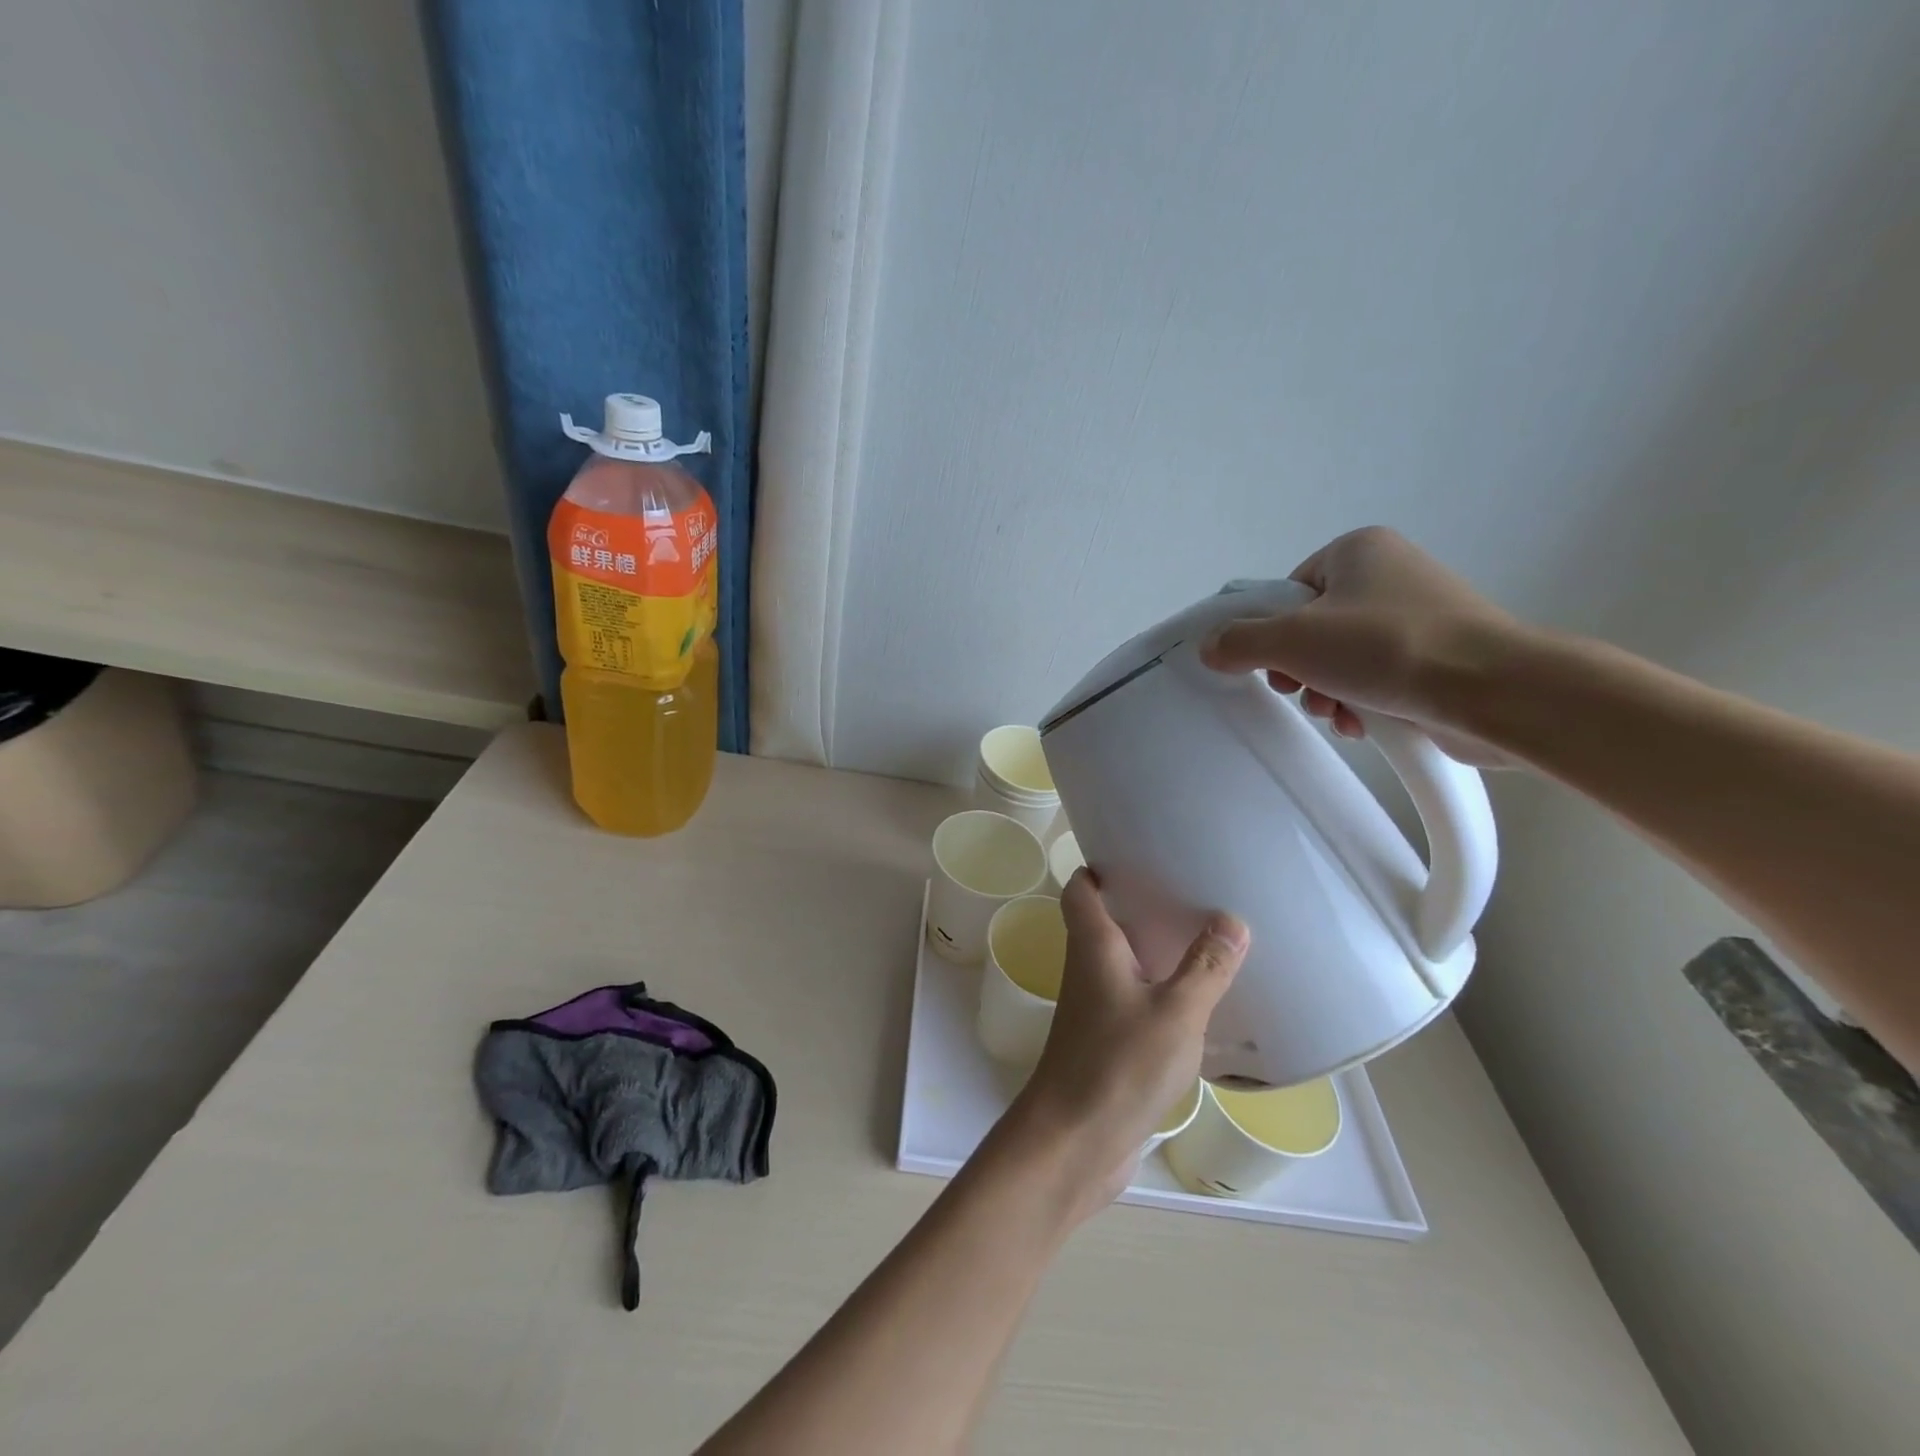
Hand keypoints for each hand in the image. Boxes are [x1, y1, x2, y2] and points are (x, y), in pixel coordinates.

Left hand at [1000, 872, 1247, 1223]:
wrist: (1073, 1142)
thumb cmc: (1117, 1065)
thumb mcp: (1176, 1013)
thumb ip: (1205, 967)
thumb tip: (1231, 918)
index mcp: (1093, 947)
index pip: (1082, 890)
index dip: (1099, 867)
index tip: (1137, 852)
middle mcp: (1087, 969)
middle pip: (1103, 921)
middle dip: (1137, 904)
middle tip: (1186, 890)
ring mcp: (1094, 1008)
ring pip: (1120, 963)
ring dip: (1151, 948)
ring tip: (1201, 936)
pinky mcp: (1106, 1042)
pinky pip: (1133, 999)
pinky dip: (1158, 989)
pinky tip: (1196, 1000)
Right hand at [1200, 526, 1520, 767]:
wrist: (1494, 691)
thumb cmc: (1386, 648)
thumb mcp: (1293, 641)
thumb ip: (1240, 642)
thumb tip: (1210, 647)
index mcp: (1358, 550)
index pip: (1288, 592)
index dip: (1271, 633)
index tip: (1273, 665)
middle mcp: (1391, 574)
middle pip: (1313, 628)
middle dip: (1301, 670)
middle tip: (1302, 691)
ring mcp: (1420, 616)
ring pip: (1343, 658)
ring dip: (1327, 691)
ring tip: (1337, 712)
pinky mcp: (1439, 656)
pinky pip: (1378, 676)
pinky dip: (1361, 701)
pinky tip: (1362, 723)